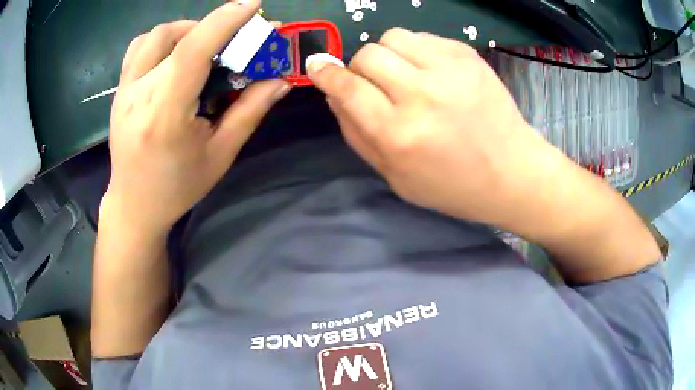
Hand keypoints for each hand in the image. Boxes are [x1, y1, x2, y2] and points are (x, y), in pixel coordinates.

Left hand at [104, 0, 289, 233]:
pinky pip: (140, 48)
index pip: (193, 52)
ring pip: (155, 36)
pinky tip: (175, 57)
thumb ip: (250, 111)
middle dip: (211, 28)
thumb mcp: (220, 154)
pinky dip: (164, 41)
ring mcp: (124, 91)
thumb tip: (280, 79)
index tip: (253, 5)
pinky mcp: (119, 91)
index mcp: (165, 116)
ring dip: (185, 31)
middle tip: (231, 42)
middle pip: (175, 37)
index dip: (224, 21)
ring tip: (202, 48)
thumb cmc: (178, 187)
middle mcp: (138, 96)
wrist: (134, 204)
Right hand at [307, 28, 553, 224]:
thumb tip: (334, 93)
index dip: (326, 73)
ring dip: (387, 54)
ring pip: (392, 37)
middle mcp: (421, 95)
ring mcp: (449, 70)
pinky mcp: (468, 56)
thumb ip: (357, 134)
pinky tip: (430, 72)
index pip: (348, 88)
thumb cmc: (452, 186)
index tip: (317, 65)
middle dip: (360, 68)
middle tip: (377, 86)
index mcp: (399, 135)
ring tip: (404, 75)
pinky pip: (422, 37)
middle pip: (367, 55)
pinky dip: (415, 51)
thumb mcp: (395, 176)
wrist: (513, 173)